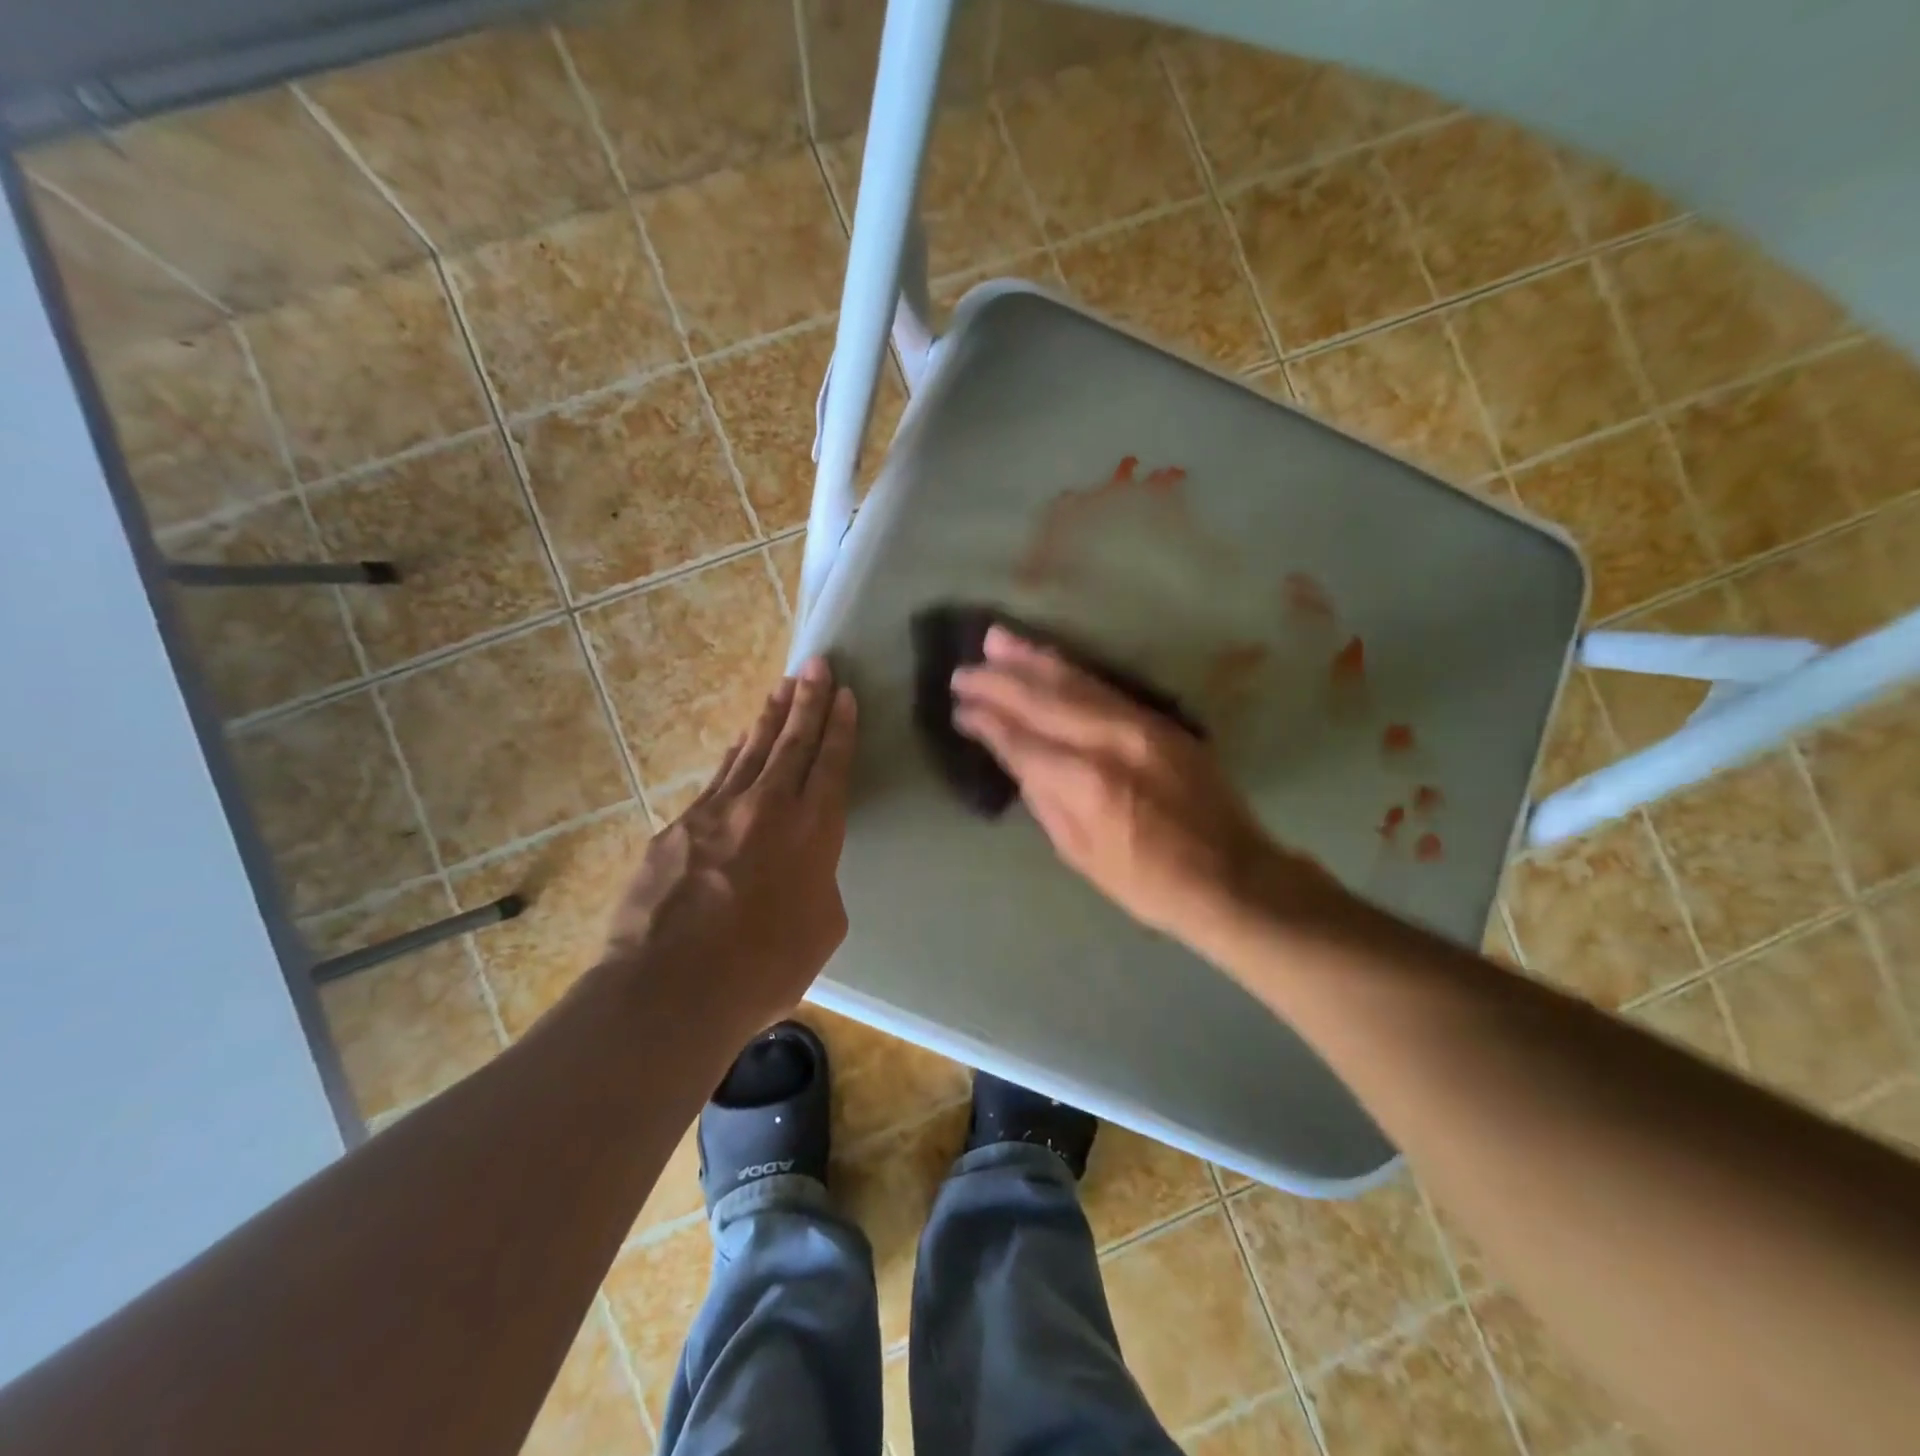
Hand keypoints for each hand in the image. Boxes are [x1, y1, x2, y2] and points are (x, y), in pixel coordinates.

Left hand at [604, 657, 855, 1035]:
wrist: (672, 987)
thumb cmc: (764, 967)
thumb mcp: (822, 928)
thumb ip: (819, 883)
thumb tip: (803, 870)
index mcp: (813, 830)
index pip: (831, 763)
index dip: (840, 726)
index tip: (845, 693)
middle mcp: (768, 807)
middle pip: (793, 741)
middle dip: (809, 700)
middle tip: (817, 664)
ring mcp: (718, 811)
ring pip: (751, 750)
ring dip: (770, 717)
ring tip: (782, 687)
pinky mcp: (679, 825)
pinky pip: (716, 779)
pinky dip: (733, 756)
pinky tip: (738, 743)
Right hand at [950, 628, 1332, 952]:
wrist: (1233, 874)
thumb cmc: (1149, 882)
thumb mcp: (1081, 855)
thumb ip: (1046, 801)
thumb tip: (1022, 760)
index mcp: (1086, 783)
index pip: (1022, 740)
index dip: (987, 722)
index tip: (960, 708)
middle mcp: (1109, 741)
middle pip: (1043, 701)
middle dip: (998, 682)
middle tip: (962, 671)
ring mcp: (1139, 724)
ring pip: (1073, 681)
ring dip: (1030, 659)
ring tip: (994, 640)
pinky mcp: (1158, 720)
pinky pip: (1102, 685)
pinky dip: (1068, 668)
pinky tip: (1046, 657)